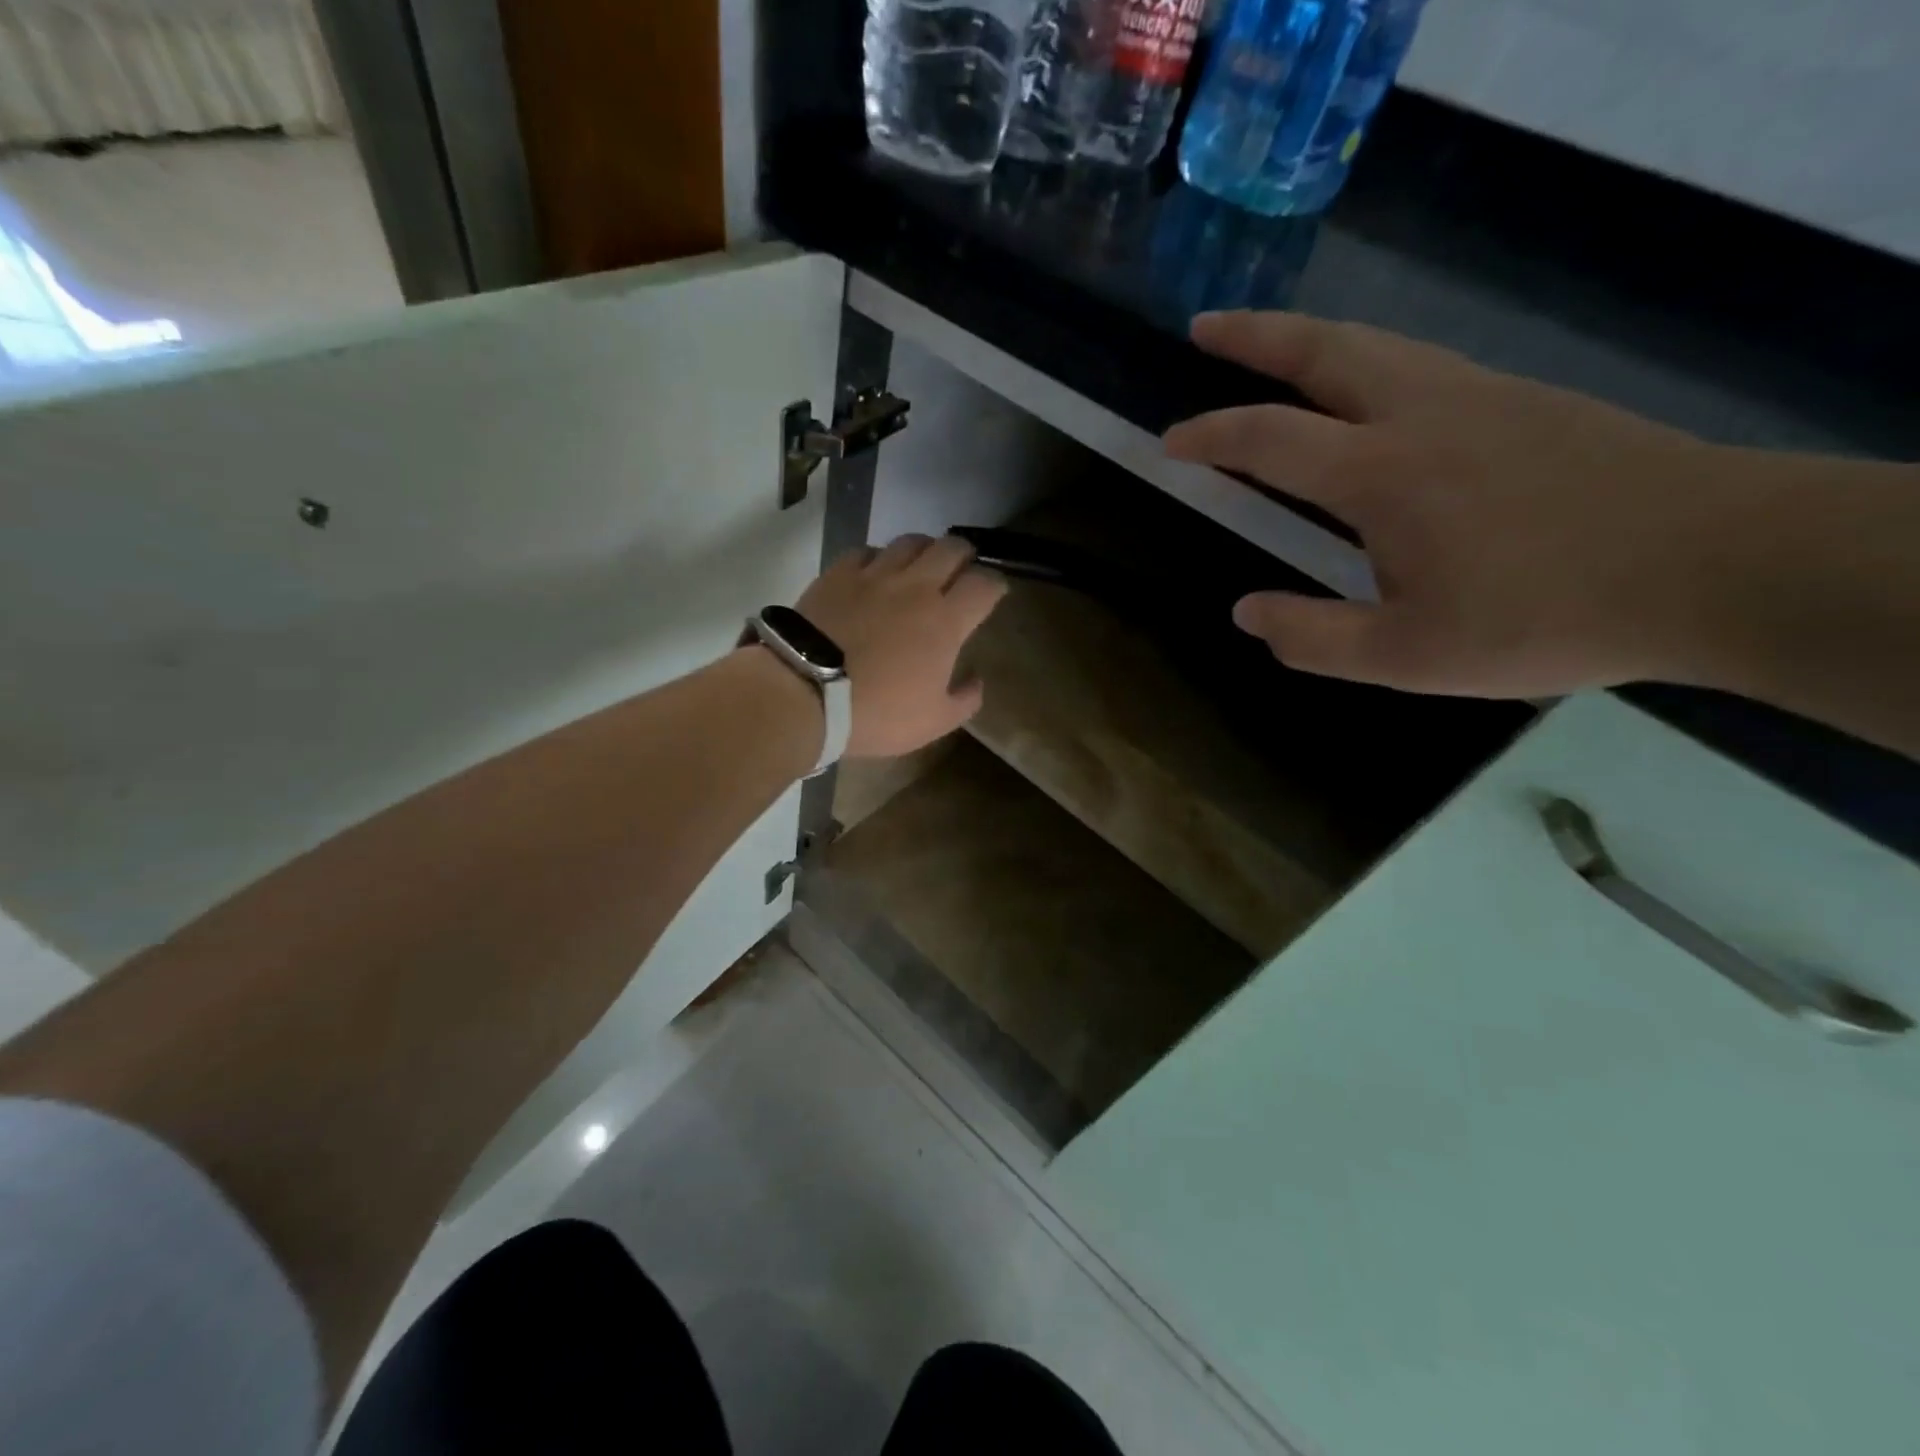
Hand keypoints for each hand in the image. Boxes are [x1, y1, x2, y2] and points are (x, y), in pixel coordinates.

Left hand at [795, 534, 1007, 757]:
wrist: (805, 694)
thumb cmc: (877, 713)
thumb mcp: (933, 722)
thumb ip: (965, 700)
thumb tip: (976, 680)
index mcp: (946, 621)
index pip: (984, 583)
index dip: (995, 584)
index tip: (994, 594)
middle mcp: (916, 587)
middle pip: (952, 547)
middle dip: (965, 556)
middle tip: (961, 572)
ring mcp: (874, 575)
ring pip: (910, 541)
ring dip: (924, 550)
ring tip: (921, 567)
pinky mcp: (838, 574)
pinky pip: (867, 552)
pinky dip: (879, 558)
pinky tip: (875, 573)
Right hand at [1163, 311, 1777, 697]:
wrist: (1715, 563)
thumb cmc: (1543, 617)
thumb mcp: (1407, 656)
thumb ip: (1313, 637)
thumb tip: (1246, 612)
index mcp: (1380, 475)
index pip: (1269, 440)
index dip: (1210, 436)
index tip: (1169, 439)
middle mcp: (1420, 414)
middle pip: (1322, 353)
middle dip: (1254, 336)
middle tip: (1205, 324)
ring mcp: (1478, 395)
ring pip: (1376, 345)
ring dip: (1310, 338)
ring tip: (1272, 344)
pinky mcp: (1524, 398)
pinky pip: (1421, 360)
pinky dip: (1368, 357)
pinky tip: (1367, 384)